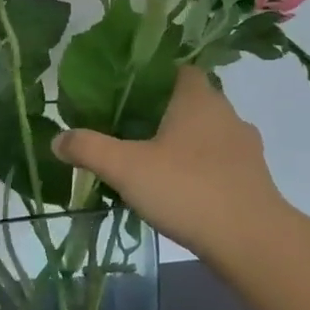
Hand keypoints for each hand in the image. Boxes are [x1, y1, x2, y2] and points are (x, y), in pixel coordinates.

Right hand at [53, 67, 290, 259]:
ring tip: (149, 162)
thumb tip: (56, 139)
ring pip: (206, 133)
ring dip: (182, 143)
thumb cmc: (187, 189)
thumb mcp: (125, 168)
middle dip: (162, 112)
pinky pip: (218, 162)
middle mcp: (227, 115)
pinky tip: (176, 190)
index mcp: (198, 99)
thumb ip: (89, 149)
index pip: (180, 69)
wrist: (252, 241)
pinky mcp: (252, 179)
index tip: (126, 92)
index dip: (154, 75)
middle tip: (127, 129)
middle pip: (191, 102)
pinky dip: (198, 169)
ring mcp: (245, 148)